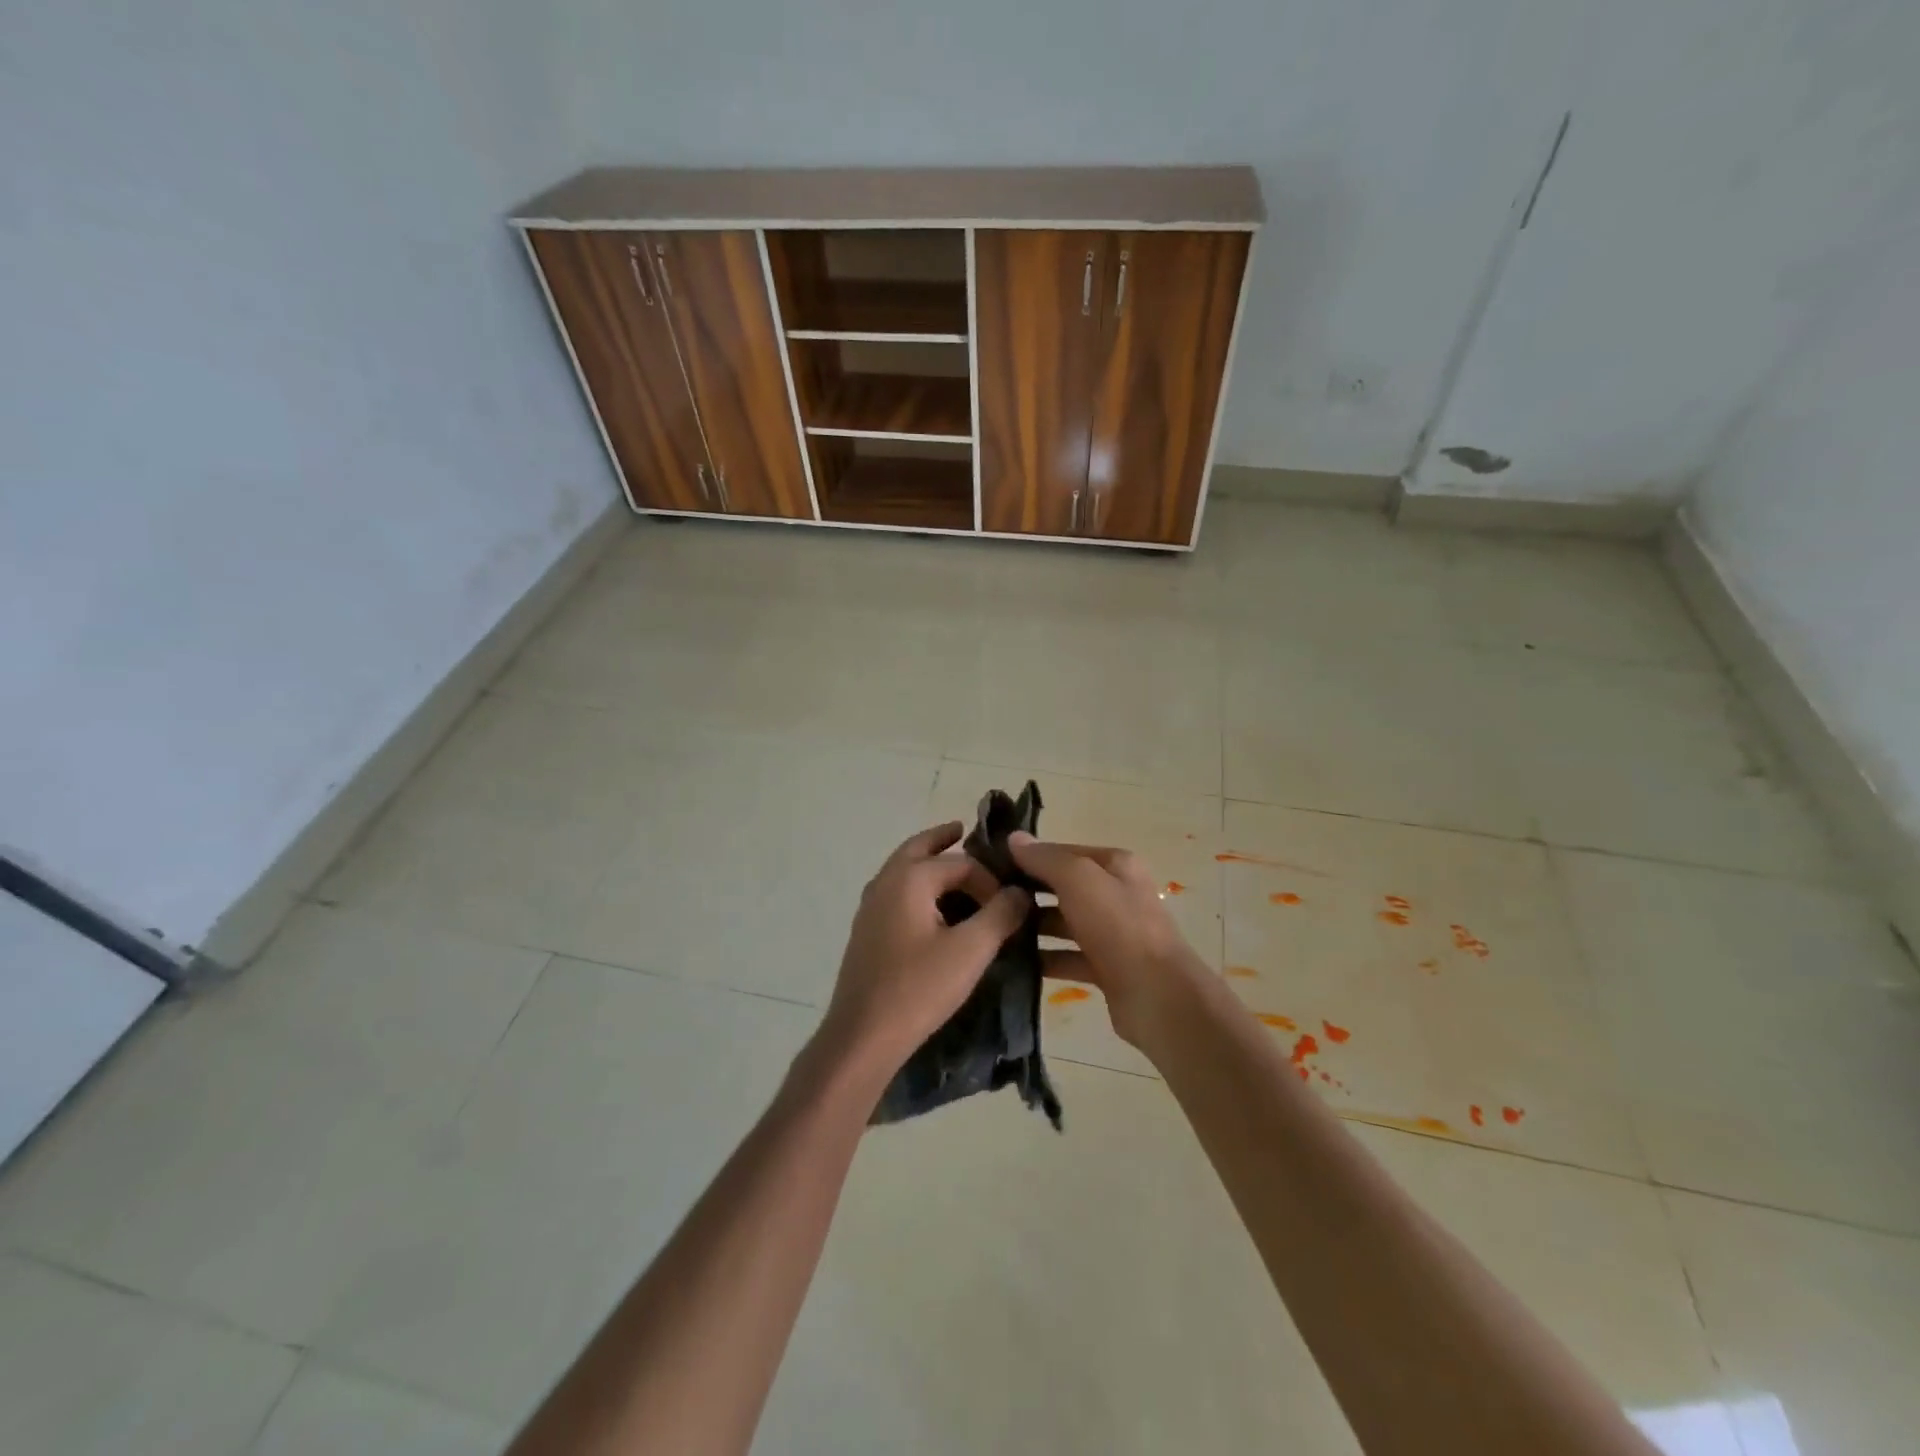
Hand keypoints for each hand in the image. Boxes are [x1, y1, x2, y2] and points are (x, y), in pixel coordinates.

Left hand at [813, 822, 1031, 1083]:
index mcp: (909, 878)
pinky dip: (916, 887)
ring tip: (953, 867)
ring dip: (927, 862)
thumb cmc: (918, 988)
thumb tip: (1021, 892)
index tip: (1010, 906)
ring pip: (902, 870)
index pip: (961, 863)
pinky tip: (931, 909)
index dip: (990, 880)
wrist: (863, 1035)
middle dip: (942, 839)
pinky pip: (896, 893)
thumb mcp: (971, 950)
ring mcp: (870, 907)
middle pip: (918, 848)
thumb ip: (1001, 914)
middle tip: (963, 830)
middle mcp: (885, 882)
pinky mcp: (866, 931)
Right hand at [1009, 832, 1212, 1049]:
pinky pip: (1068, 957)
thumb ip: (1046, 858)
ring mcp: (1113, 934)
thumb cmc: (1118, 926)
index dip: (1028, 857)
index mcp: (1116, 865)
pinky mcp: (1107, 969)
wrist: (1158, 996)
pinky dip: (1045, 959)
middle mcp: (1116, 894)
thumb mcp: (1079, 879)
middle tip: (984, 901)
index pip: (1063, 852)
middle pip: (1063, 887)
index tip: (989, 866)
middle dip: (1028, 892)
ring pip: (1064, 923)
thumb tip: (1014, 838)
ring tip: (993, 931)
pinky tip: (1014, 962)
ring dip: (1033, 927)